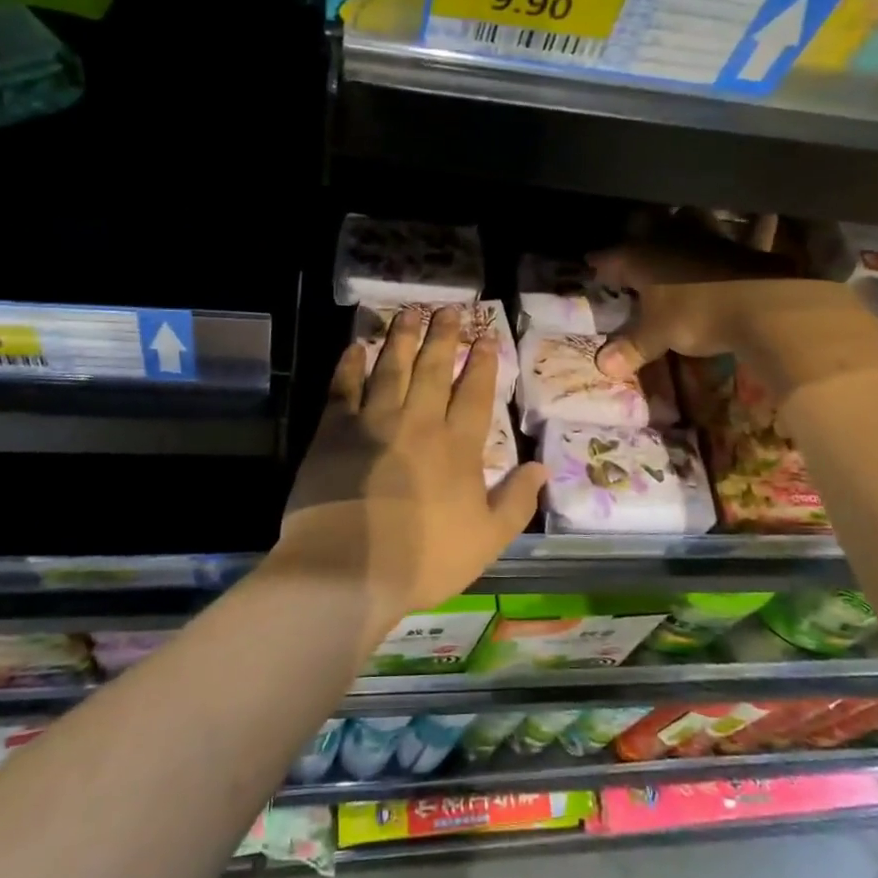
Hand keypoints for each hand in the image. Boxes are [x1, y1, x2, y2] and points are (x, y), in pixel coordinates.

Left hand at [277, 308, 544, 632]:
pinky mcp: (334, 430)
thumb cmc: (423, 560)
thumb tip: (542, 467)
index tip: (487, 337)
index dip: (482, 364)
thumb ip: (516, 502)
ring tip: (410, 310)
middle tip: (449, 309)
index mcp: (457, 447)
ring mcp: (374, 422)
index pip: (474, 394)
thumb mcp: (486, 540)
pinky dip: (350, 365)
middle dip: (443, 337)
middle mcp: (418, 422)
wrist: (348, 568)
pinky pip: (344, 388)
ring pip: (392, 368)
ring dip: (402, 337)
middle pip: (433, 369)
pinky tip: (356, 346)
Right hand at [590, 233, 877, 398]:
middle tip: (632, 254)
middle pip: (644, 226)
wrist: (761, 303)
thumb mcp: (658, 337)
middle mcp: (667, 238)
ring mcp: (704, 236)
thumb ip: (631, 347)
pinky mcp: (736, 243)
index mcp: (639, 256)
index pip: (608, 258)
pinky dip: (725, 241)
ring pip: (683, 222)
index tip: (593, 271)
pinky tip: (733, 245)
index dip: (599, 266)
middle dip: (636, 237)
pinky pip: (724, 237)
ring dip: (678, 230)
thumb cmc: (694, 316)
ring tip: (674, 245)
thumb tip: (602, 365)